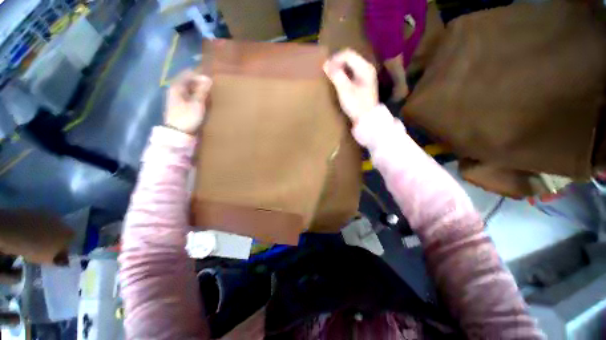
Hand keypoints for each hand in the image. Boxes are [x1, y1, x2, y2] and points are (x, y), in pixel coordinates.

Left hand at [165, 70, 211, 134]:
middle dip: (200, 83)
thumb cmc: (187, 117)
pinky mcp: (179, 104)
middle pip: (188, 81)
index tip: (211, 82)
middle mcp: (174, 89)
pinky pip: (188, 95)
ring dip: (198, 90)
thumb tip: (209, 79)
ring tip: (208, 95)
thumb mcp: (197, 103)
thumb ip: (202, 91)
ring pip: (189, 89)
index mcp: (177, 86)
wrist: (178, 132)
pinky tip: (202, 101)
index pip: (189, 74)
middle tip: (211, 89)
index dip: (200, 76)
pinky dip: (195, 96)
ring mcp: (176, 97)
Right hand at [323, 49, 378, 124]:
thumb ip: (336, 75)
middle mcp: (367, 68)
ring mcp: (366, 75)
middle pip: (349, 58)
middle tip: (326, 71)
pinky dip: (343, 74)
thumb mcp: (345, 90)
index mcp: (364, 67)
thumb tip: (326, 64)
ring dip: (339, 68)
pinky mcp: (363, 82)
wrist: (366, 119)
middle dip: (336, 62)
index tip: (325, 68)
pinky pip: (351, 72)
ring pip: (350, 65)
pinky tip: (338, 80)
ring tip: (330, 75)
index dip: (335, 59)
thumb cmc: (356, 105)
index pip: (347, 54)